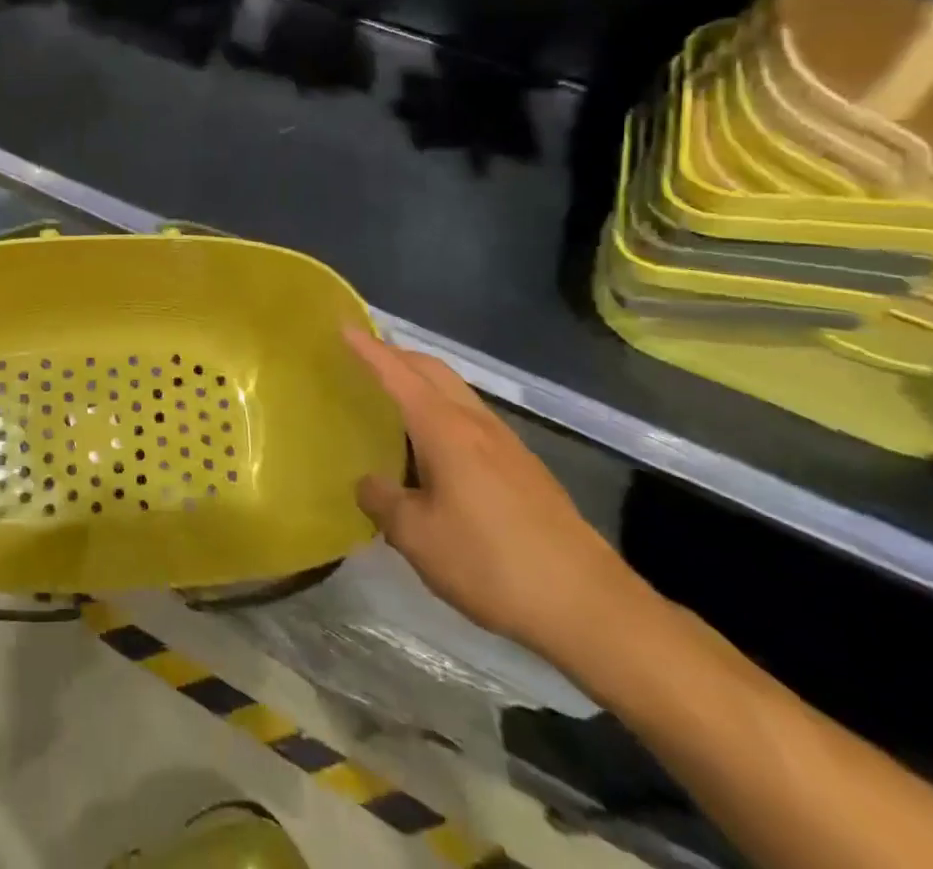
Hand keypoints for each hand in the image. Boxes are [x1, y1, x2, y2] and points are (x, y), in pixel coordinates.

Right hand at [349, 332, 645, 664]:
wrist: (590, 607)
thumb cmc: (491, 562)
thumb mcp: (418, 538)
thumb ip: (383, 502)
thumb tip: (368, 483)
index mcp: (445, 429)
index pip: (397, 374)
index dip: (368, 349)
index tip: (343, 326)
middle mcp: (476, 423)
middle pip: (433, 369)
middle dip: (398, 355)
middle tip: (364, 357)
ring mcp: (506, 444)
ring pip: (456, 392)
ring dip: (423, 382)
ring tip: (394, 399)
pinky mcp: (525, 469)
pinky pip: (472, 418)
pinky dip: (443, 410)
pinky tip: (435, 448)